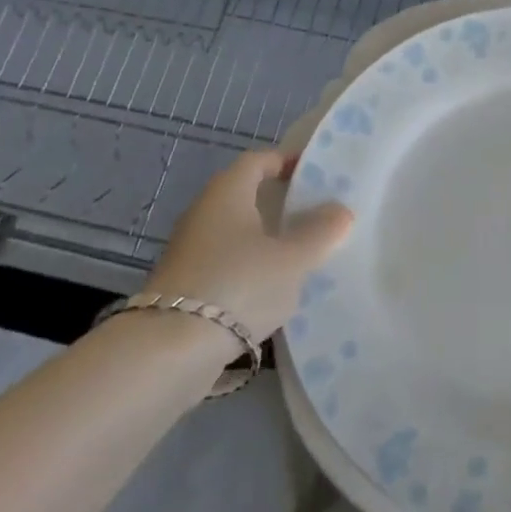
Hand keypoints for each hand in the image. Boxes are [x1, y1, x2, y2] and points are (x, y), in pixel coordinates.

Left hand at [145, 150, 352, 338]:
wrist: (170, 350)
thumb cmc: (238, 284)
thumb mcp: (293, 258)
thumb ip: (320, 232)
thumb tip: (340, 210)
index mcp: (228, 191)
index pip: (258, 160)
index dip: (286, 161)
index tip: (313, 174)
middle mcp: (204, 212)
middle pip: (246, 196)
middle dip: (279, 204)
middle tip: (315, 216)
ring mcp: (190, 250)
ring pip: (236, 233)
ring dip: (266, 240)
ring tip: (301, 257)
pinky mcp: (184, 285)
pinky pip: (226, 264)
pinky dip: (249, 269)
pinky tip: (272, 292)